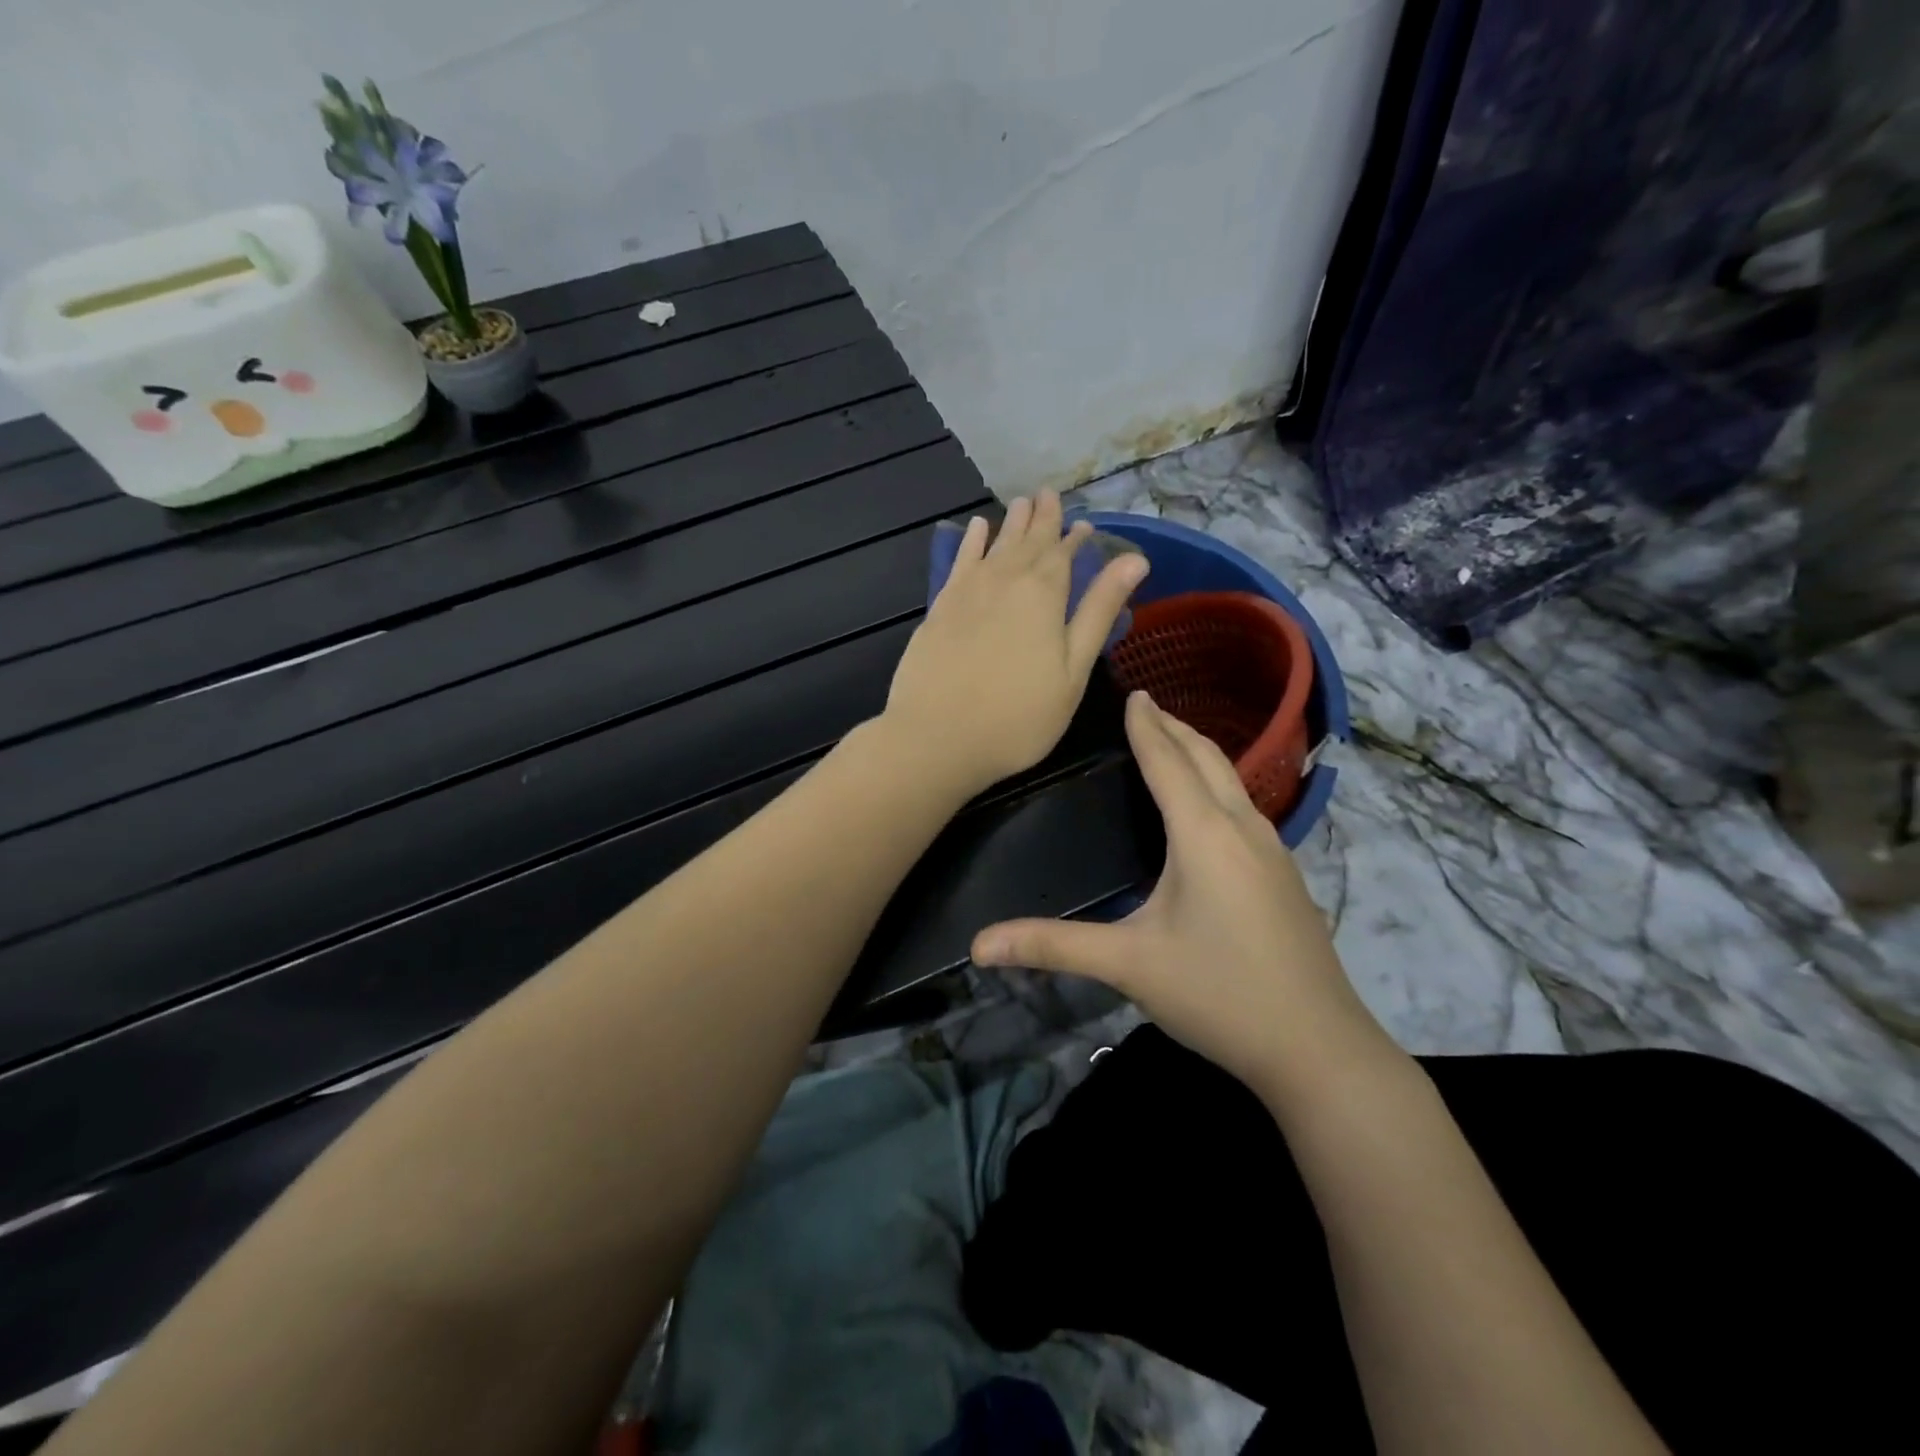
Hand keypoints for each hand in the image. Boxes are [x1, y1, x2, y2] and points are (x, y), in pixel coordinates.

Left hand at [882, 491, 1149, 799]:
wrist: (937, 736)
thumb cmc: (1018, 716)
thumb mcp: (1072, 671)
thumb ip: (1098, 611)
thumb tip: (1134, 559)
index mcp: (1043, 594)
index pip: (1065, 554)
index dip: (1075, 538)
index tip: (1083, 524)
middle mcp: (1005, 580)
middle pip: (1028, 542)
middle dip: (1042, 519)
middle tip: (1049, 493)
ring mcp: (967, 592)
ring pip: (995, 545)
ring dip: (1011, 523)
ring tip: (1022, 502)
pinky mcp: (940, 608)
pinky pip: (960, 562)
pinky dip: (970, 543)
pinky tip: (975, 529)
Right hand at [972, 691, 1400, 1104]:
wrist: (1319, 1049)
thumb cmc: (1220, 994)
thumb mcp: (1129, 966)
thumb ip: (1054, 946)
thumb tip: (979, 945)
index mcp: (1204, 835)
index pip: (1167, 762)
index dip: (1146, 726)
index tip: (1133, 693)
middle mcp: (1243, 828)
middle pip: (1208, 758)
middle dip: (1176, 727)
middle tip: (1148, 705)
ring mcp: (1274, 851)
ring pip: (1234, 781)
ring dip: (1201, 753)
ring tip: (1173, 743)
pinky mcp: (1286, 876)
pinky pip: (1245, 807)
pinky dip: (1219, 784)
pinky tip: (1209, 809)